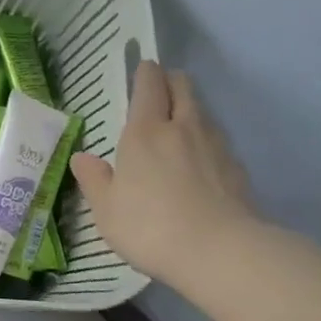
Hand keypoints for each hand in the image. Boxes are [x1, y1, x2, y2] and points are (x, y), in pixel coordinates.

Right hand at [69, 61, 255, 285]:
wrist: (222, 253)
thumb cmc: (151, 227)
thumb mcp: (107, 210)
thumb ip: (94, 180)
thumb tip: (82, 157)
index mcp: (144, 132)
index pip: (149, 86)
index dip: (146, 73)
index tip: (143, 67)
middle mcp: (182, 129)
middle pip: (183, 88)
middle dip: (172, 81)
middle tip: (161, 89)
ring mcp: (215, 147)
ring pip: (203, 112)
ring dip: (191, 109)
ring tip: (179, 124)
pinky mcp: (237, 170)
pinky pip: (219, 142)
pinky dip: (207, 141)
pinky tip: (201, 161)